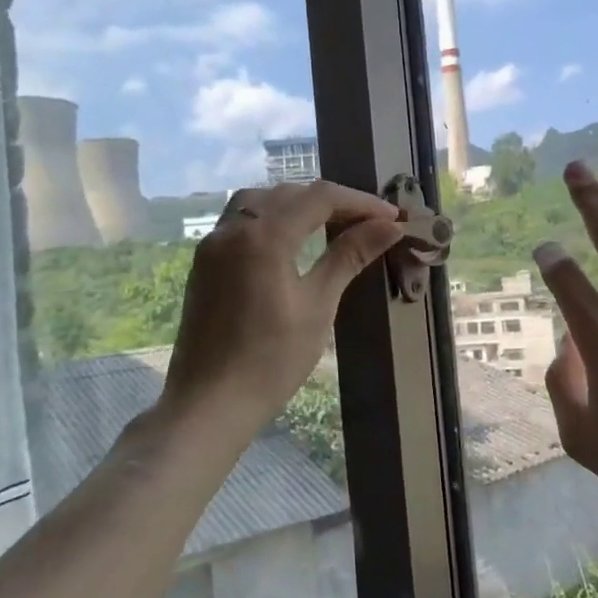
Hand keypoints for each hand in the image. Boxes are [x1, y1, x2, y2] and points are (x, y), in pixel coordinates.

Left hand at [162, 180, 404, 436]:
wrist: (209, 403)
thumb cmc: (271, 360)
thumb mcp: (318, 306)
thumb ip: (348, 257)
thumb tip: (389, 226)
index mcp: (263, 237)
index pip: (320, 198)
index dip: (360, 202)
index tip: (393, 218)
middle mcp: (234, 228)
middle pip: (290, 194)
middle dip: (333, 202)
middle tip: (370, 223)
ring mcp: (213, 244)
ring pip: (261, 202)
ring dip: (299, 205)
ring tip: (332, 225)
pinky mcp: (204, 262)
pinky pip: (242, 222)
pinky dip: (273, 219)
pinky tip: (293, 241)